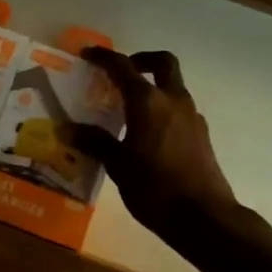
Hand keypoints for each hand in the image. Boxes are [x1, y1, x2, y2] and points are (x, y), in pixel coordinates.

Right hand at [63, 47, 241, 239]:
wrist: (204, 217)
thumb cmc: (155, 188)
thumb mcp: (118, 166)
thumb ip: (95, 142)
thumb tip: (67, 129)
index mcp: (148, 101)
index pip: (123, 67)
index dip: (103, 57)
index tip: (88, 54)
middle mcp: (173, 100)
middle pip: (162, 63)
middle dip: (141, 60)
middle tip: (121, 74)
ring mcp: (192, 116)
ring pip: (173, 87)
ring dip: (153, 88)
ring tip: (129, 110)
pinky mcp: (201, 135)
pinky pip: (179, 110)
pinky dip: (163, 110)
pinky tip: (148, 135)